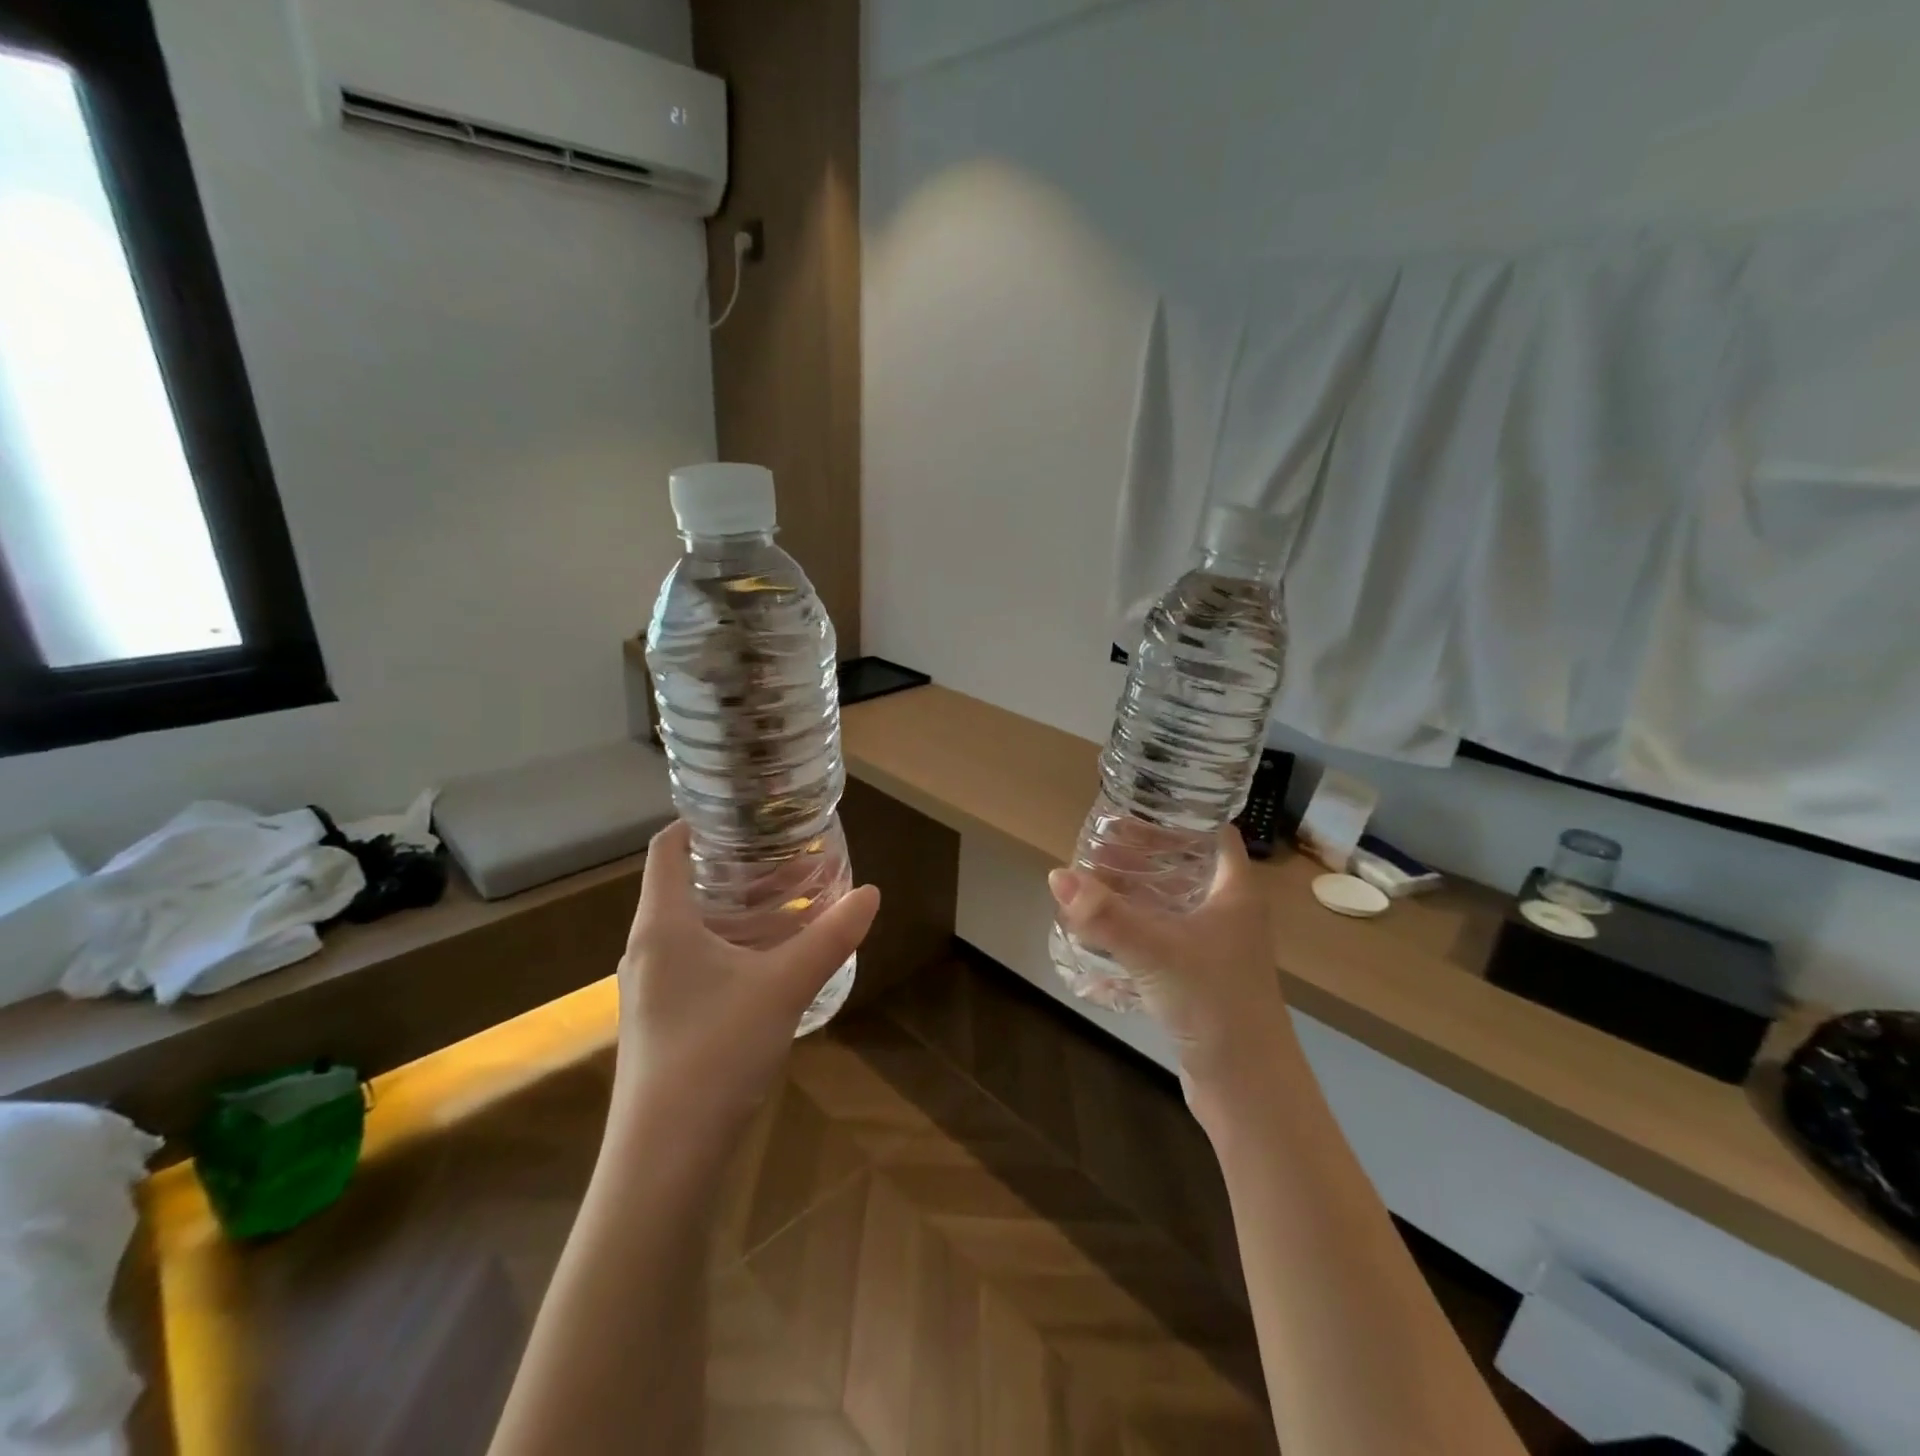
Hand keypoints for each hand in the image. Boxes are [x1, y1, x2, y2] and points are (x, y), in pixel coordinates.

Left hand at [614, 821, 879, 1135]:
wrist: (665, 1159)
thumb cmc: (715, 1052)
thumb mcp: (784, 986)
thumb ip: (830, 937)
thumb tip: (872, 893)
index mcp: (662, 925)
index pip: (666, 849)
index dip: (697, 822)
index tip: (742, 812)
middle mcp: (646, 949)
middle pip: (681, 886)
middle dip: (731, 866)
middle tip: (782, 855)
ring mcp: (648, 989)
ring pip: (689, 928)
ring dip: (733, 910)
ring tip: (785, 902)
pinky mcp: (660, 1021)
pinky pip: (692, 962)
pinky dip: (728, 946)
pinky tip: (767, 962)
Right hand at [1049, 826, 1290, 1103]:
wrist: (1248, 1087)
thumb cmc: (1215, 1003)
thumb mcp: (1156, 951)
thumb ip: (1106, 915)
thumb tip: (1057, 876)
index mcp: (1234, 892)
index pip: (1211, 833)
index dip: (1176, 816)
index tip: (1132, 809)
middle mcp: (1228, 913)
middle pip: (1183, 867)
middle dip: (1141, 856)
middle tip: (1097, 848)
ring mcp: (1214, 947)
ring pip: (1170, 905)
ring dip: (1134, 894)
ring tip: (1091, 884)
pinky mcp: (1197, 977)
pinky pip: (1160, 940)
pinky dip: (1133, 931)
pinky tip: (1098, 934)